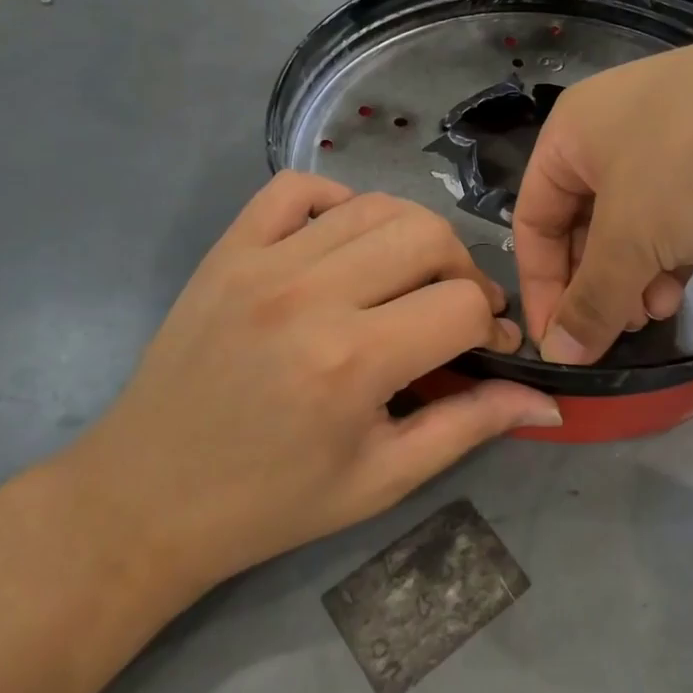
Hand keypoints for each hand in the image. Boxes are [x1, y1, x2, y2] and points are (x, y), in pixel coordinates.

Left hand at [68, 172, 559, 592]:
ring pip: (374, 204)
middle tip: (454, 311)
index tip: (491, 349)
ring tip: (408, 279)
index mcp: (352, 362)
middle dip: (462, 270)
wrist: (145, 498)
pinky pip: (296, 188)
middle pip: (427, 235)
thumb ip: (468, 427)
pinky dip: (338, 200)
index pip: (462, 306)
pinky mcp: (226, 250)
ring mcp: (261, 263)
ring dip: (412, 237)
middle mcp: (310, 295)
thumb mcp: (381, 479)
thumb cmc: (271, 503)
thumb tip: (547, 403)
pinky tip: (345, 242)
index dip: (494, 326)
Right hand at [513, 26, 692, 363]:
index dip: (540, 286)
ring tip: (655, 313)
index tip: (558, 343)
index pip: (532, 219)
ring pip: (632, 224)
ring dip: (635, 276)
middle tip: (616, 329)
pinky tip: (682, 287)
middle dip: (596, 283)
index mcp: (572, 132)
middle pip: (583, 223)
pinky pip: (675, 214)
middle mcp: (613, 130)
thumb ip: (591, 301)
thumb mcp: (632, 237)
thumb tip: (558, 355)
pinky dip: (671, 254)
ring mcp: (670, 140)